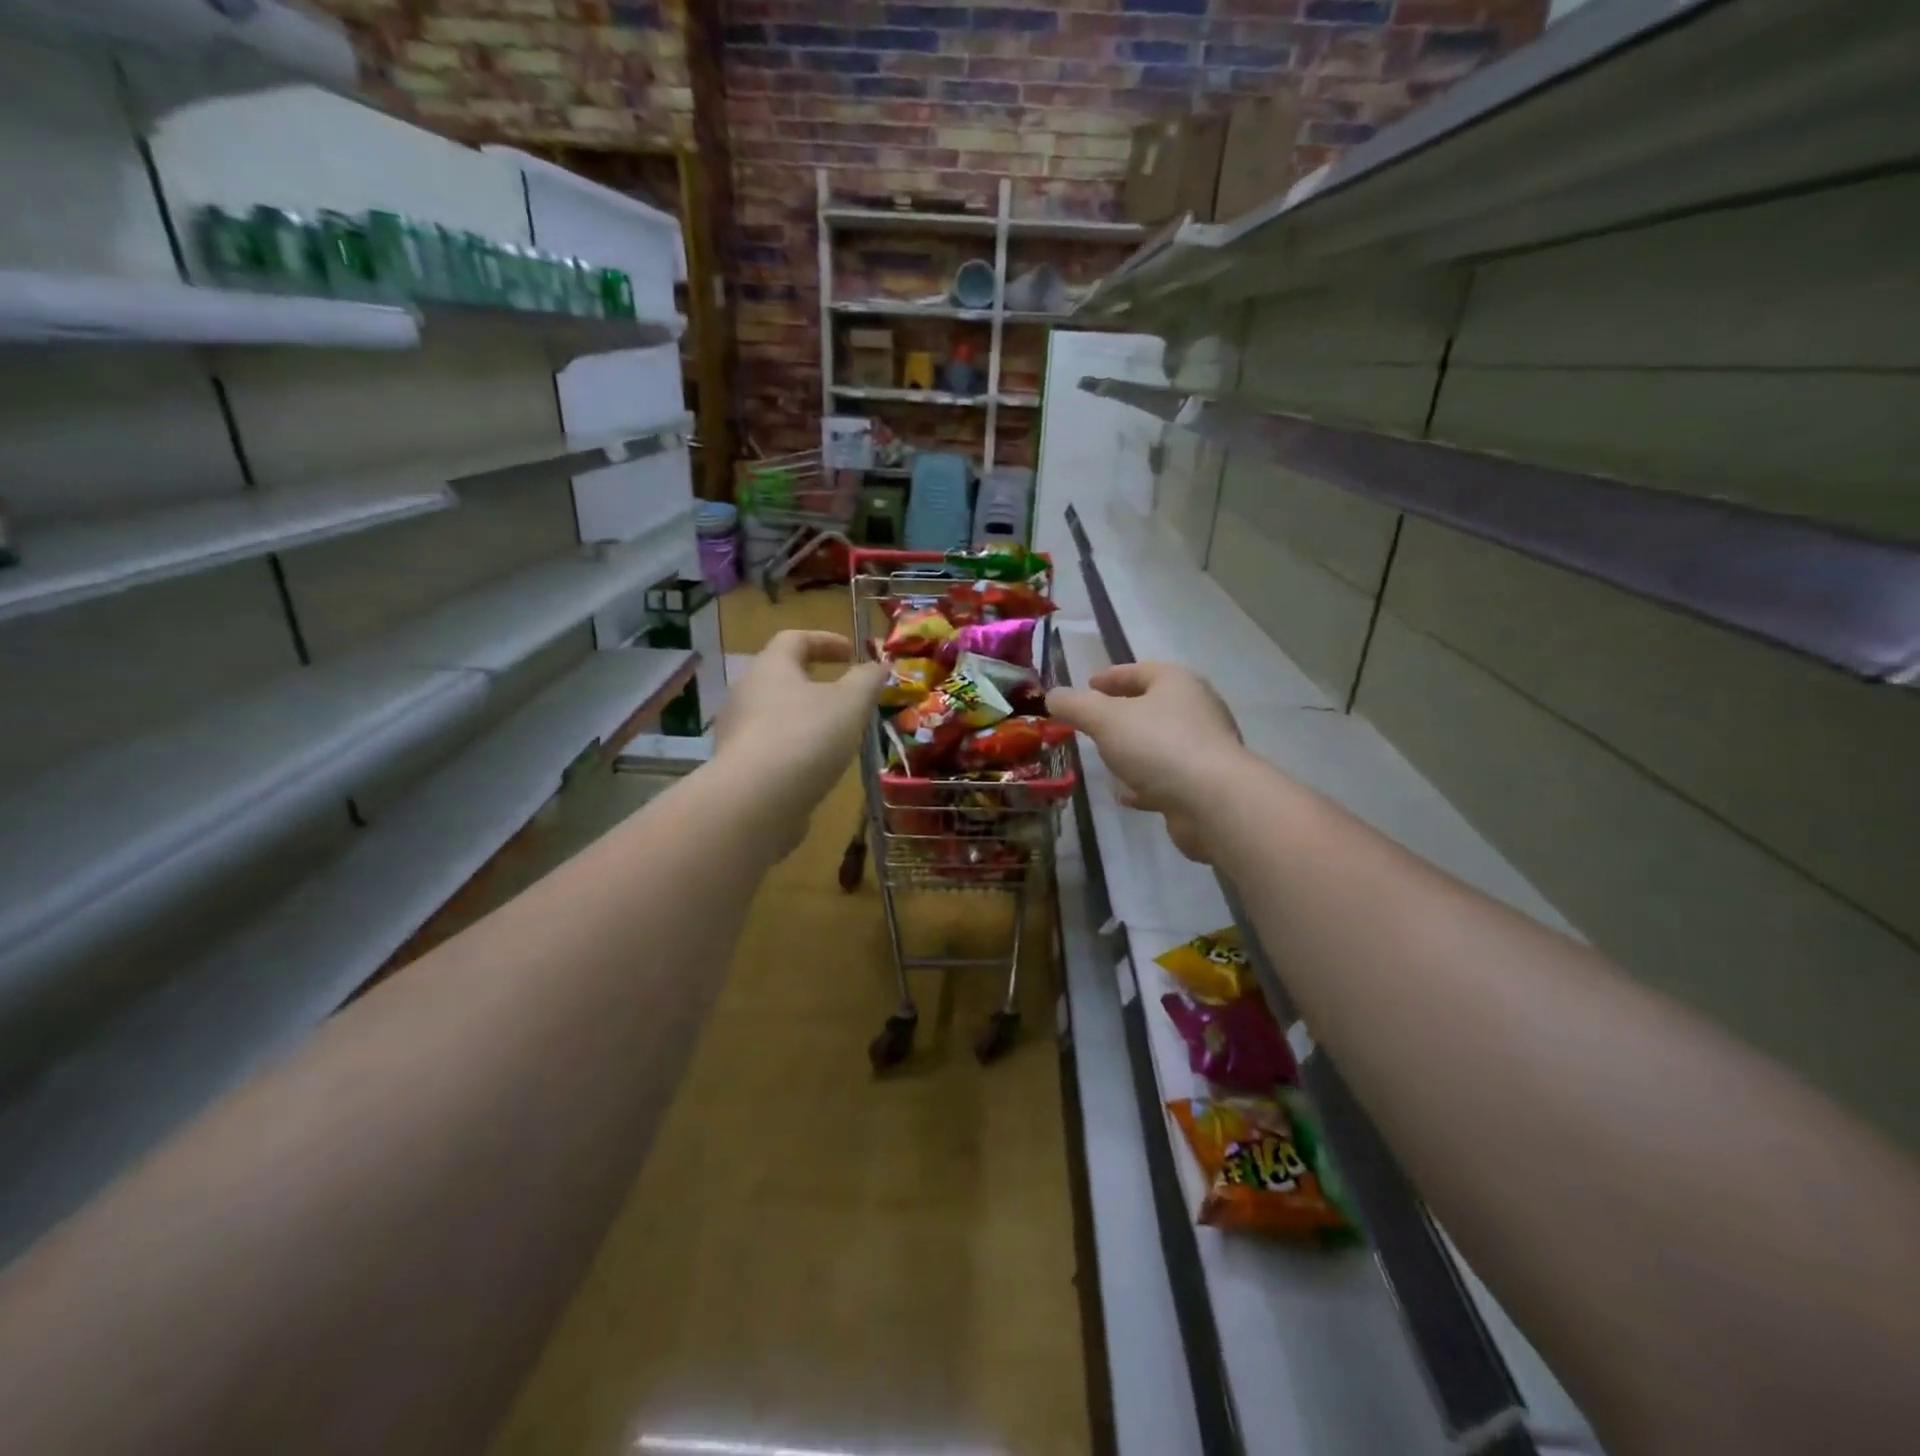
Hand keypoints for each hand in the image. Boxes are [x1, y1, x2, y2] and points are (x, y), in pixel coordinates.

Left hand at [714, 631, 884, 849]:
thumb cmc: (806, 737)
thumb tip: (879, 665)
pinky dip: (794, 747)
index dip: (826, 641)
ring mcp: (737, 732)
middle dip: (814, 680)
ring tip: (835, 733)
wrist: (755, 802)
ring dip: (804, 716)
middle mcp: (746, 692)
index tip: (852, 653)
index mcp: (771, 667)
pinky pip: (769, 746)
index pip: (795, 639)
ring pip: (774, 713)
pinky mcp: (737, 767)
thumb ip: (867, 680)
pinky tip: (815, 766)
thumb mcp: (850, 703)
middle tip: (844, 693)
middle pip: (780, 676)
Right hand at [1046, 662, 1242, 863]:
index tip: (1088, 684)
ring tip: (1107, 758)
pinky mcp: (1205, 783)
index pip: (1139, 670)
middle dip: (1122, 713)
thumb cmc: (1158, 746)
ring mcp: (1204, 748)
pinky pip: (1168, 776)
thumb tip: (1053, 695)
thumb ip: (1075, 705)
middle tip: (1093, 722)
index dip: (1110, 676)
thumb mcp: (1105, 719)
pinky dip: (1146, 782)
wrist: (1213, 801)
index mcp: (1176, 683)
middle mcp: (1196, 709)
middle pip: (1152, 705)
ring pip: (1160, 742)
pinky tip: (1126, 795)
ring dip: (1134, 749)